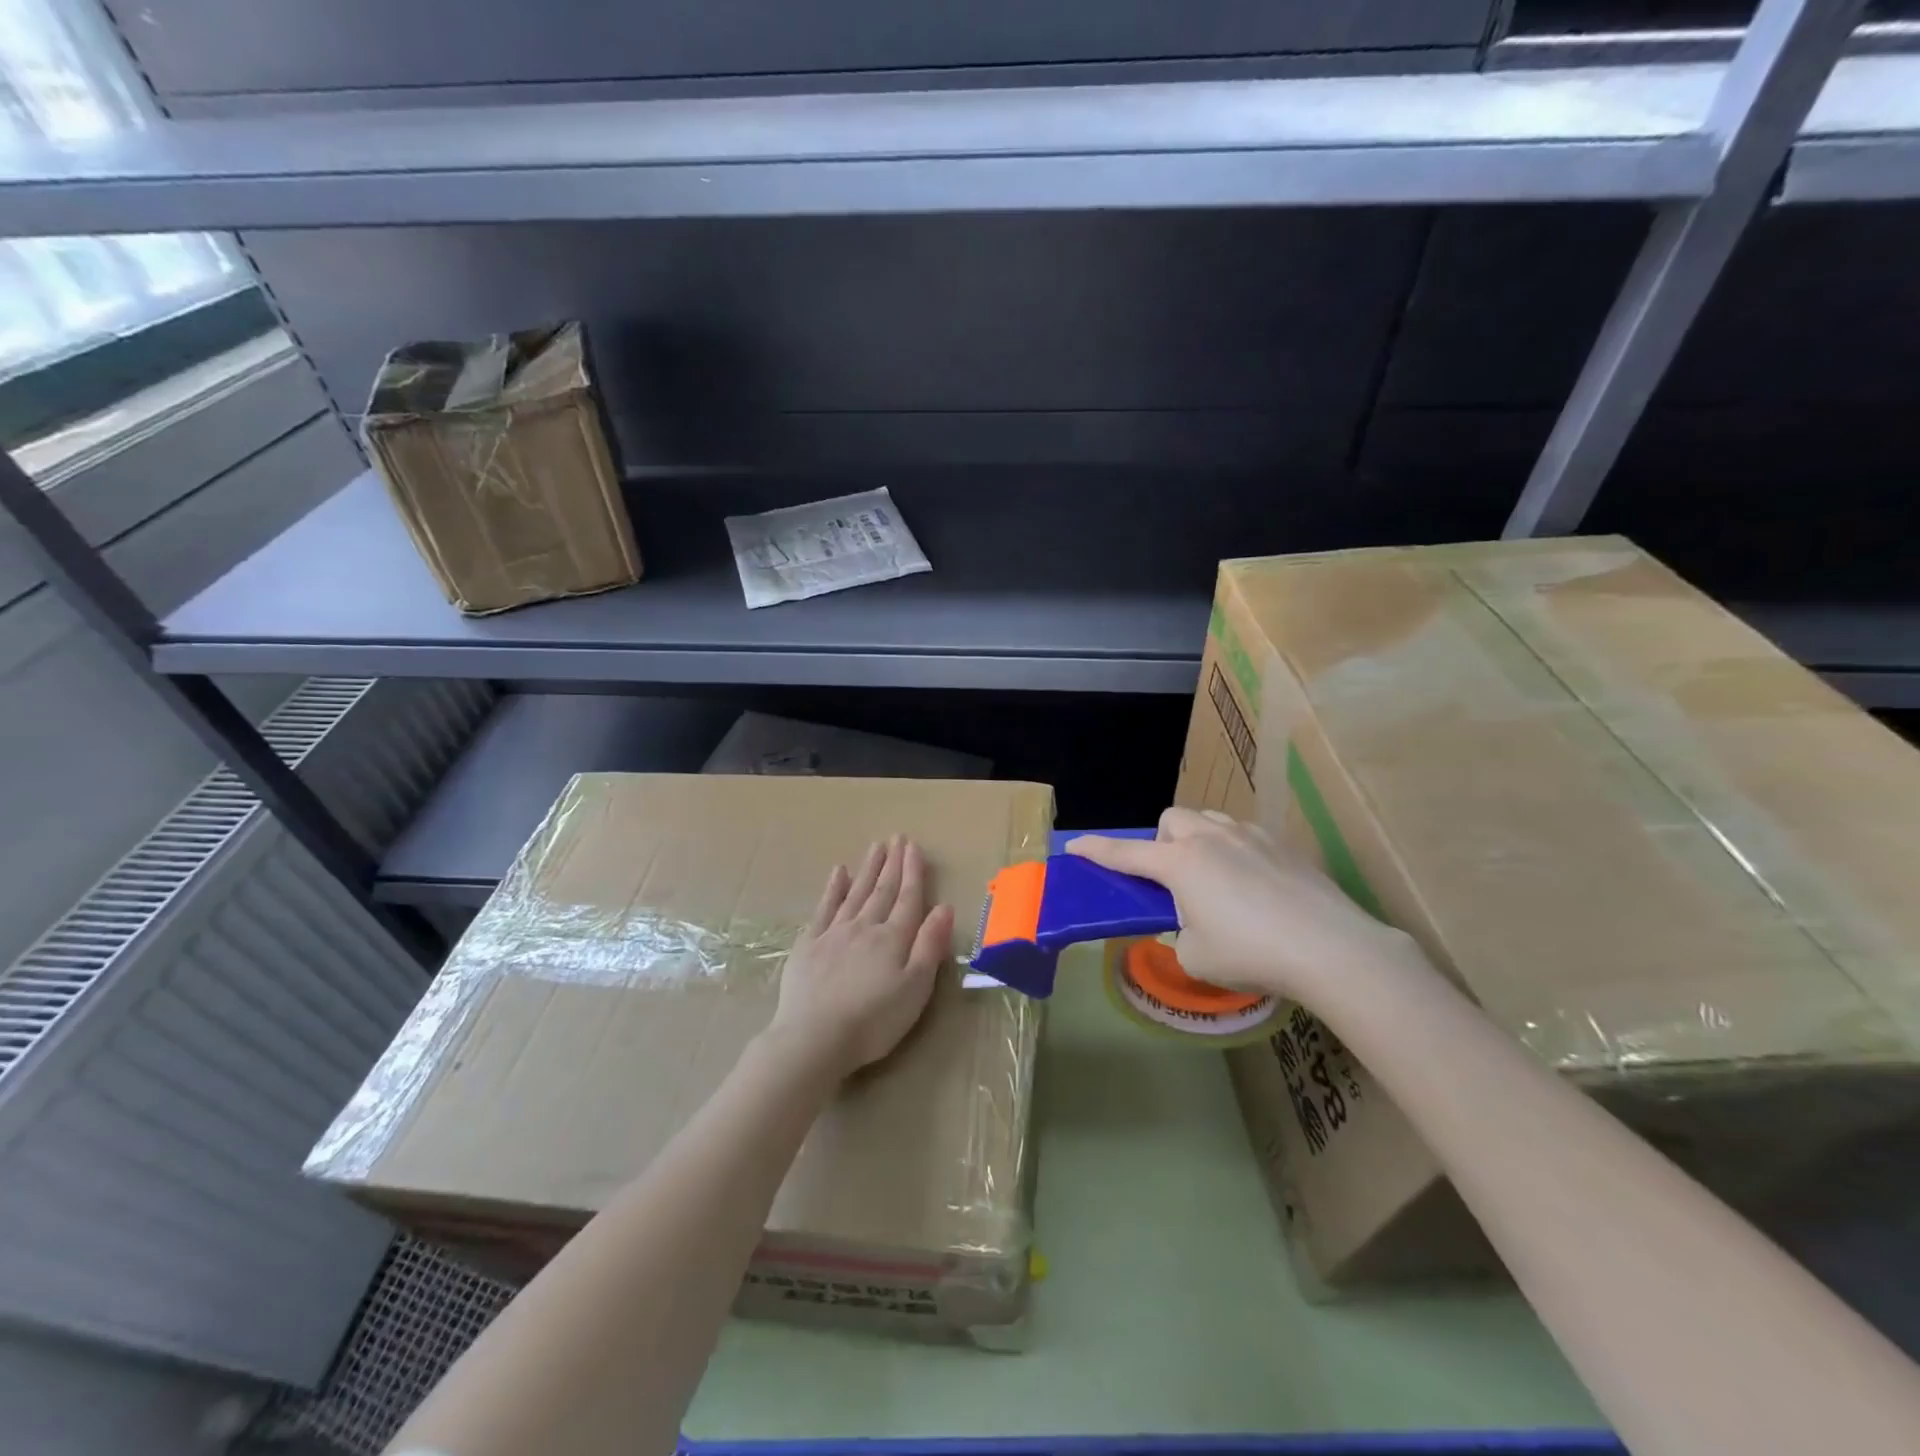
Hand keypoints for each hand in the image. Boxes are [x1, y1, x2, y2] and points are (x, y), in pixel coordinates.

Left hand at [769, 836, 954, 1079]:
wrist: (814, 1038)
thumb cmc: (874, 1020)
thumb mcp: (915, 988)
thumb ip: (930, 945)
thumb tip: (945, 907)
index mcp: (893, 938)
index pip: (908, 898)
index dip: (913, 872)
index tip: (914, 847)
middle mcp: (865, 927)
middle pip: (882, 890)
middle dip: (892, 863)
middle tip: (897, 837)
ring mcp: (833, 933)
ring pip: (856, 892)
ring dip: (868, 869)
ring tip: (876, 846)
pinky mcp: (808, 945)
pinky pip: (824, 908)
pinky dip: (833, 888)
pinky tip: (839, 873)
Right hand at [1067, 808, 1418, 1006]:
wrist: (1331, 948)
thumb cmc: (1251, 954)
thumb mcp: (1195, 956)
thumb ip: (1181, 931)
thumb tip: (1191, 921)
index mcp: (1180, 864)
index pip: (1125, 853)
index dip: (1096, 850)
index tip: (1074, 846)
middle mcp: (1211, 839)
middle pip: (1172, 820)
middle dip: (1161, 841)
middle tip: (1170, 877)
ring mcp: (1250, 836)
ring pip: (1209, 819)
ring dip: (1197, 838)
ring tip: (1211, 875)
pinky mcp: (1283, 845)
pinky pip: (1243, 834)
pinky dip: (1233, 849)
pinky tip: (1251, 883)